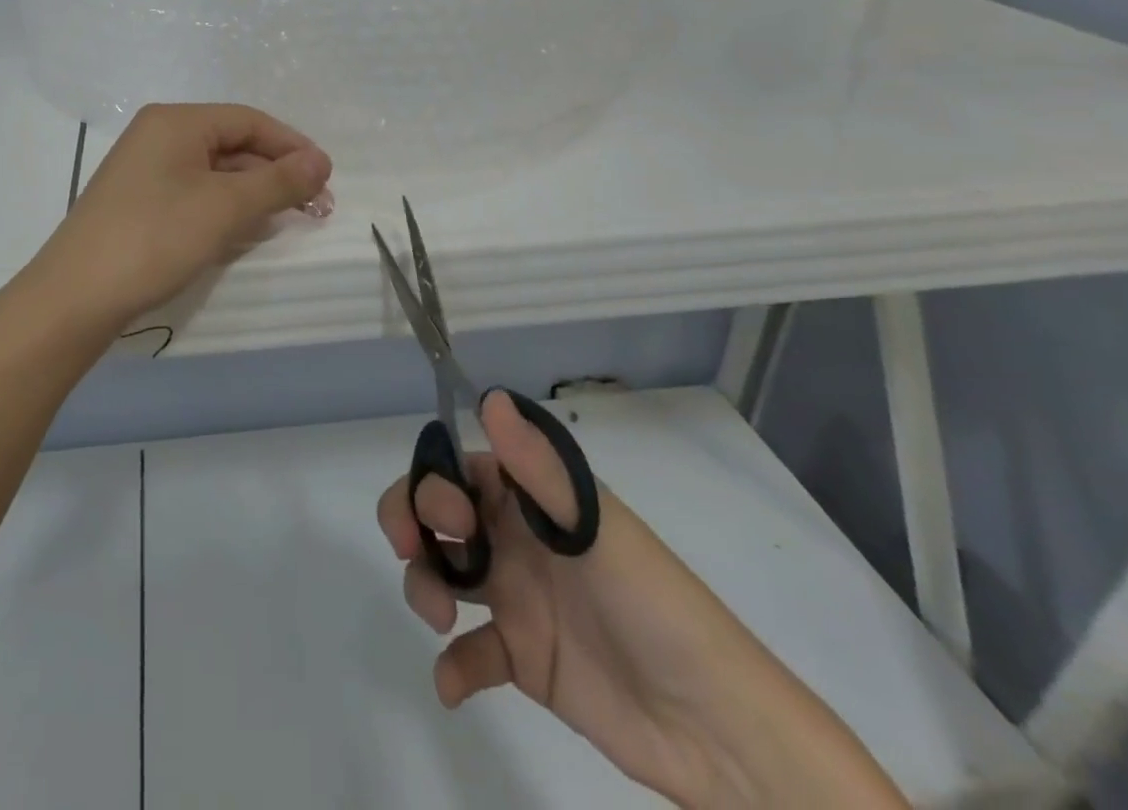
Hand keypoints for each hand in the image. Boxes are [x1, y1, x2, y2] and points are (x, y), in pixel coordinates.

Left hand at [26, 104, 332, 337]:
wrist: (75, 296)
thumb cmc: (155, 237)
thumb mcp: (225, 207)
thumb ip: (278, 181)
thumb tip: (321, 161)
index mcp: (176, 121)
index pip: (249, 120)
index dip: (292, 146)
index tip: (326, 177)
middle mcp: (158, 136)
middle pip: (232, 144)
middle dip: (275, 173)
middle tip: (314, 207)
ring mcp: (144, 170)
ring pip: (214, 172)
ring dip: (253, 193)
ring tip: (287, 220)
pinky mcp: (138, 202)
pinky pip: (193, 193)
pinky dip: (224, 208)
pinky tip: (244, 231)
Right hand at [378, 392, 906, 808]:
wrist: (716, 729)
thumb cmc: (653, 606)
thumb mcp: (594, 530)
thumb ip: (538, 467)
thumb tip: (489, 398)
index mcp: (534, 500)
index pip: (462, 469)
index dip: (435, 481)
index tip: (445, 516)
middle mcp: (518, 539)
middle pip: (441, 515)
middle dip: (411, 521)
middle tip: (411, 550)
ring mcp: (518, 599)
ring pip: (445, 573)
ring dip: (425, 586)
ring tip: (440, 618)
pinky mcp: (524, 659)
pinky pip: (472, 653)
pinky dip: (453, 665)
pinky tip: (453, 683)